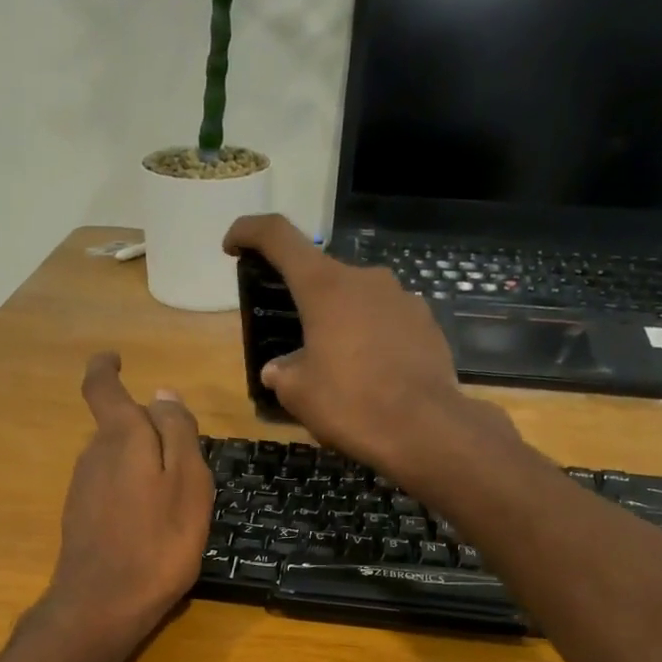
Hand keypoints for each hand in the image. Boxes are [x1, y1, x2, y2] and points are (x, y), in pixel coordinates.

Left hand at [42, 352, 213, 654]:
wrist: (104, 605)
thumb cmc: (158, 542)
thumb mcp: (187, 482)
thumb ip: (177, 433)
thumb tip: (164, 393)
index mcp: (121, 438)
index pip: (102, 387)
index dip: (105, 368)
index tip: (115, 359)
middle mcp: (94, 455)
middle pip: (119, 427)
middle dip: (148, 431)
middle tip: (186, 459)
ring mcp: (83, 488)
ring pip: (117, 459)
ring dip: (143, 465)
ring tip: (177, 499)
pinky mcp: (80, 517)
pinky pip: (111, 488)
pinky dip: (133, 491)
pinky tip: (152, 524)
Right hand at [223, 214, 508, 486]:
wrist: (425, 430)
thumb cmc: (350, 404)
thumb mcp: (298, 394)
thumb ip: (282, 372)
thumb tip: (278, 370)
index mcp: (325, 286)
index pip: (279, 237)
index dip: (250, 232)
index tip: (233, 245)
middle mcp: (366, 279)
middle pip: (323, 276)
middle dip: (305, 302)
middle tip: (295, 341)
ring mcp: (403, 298)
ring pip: (359, 301)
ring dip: (341, 323)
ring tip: (337, 367)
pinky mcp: (427, 324)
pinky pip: (388, 322)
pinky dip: (372, 339)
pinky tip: (371, 375)